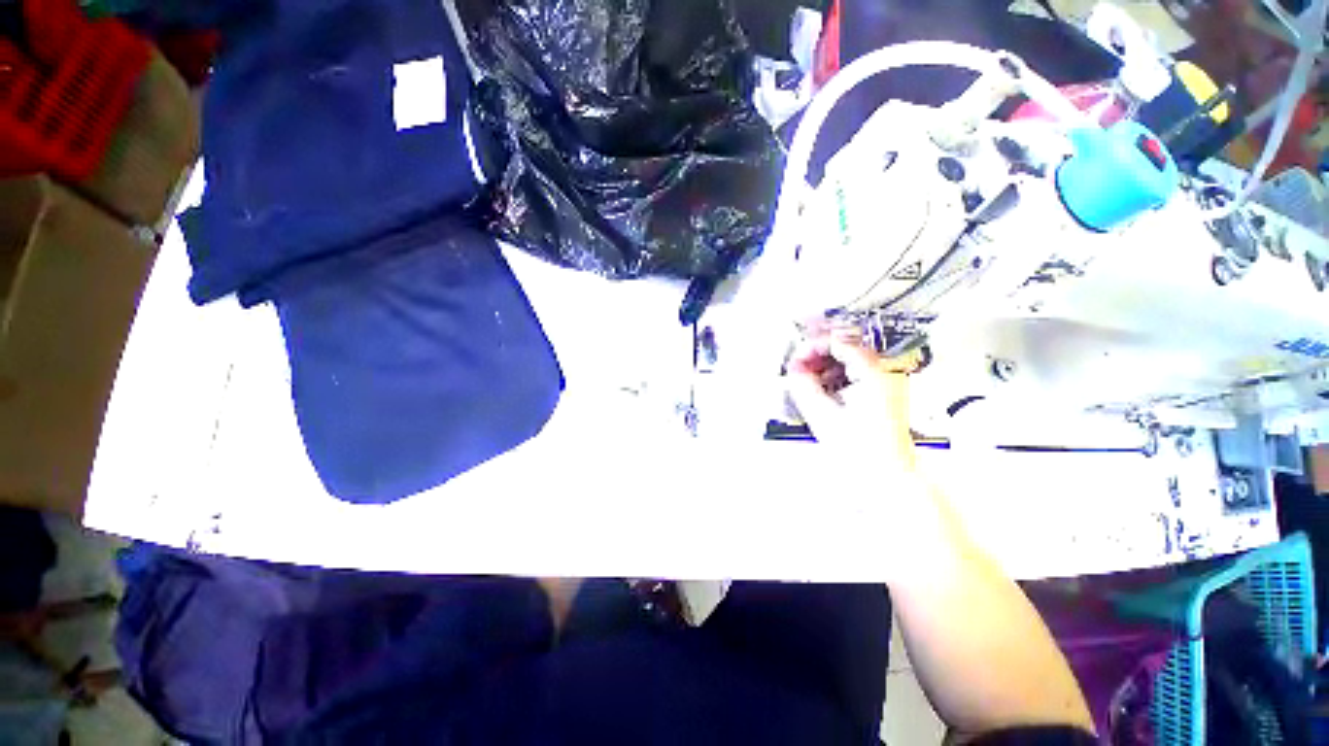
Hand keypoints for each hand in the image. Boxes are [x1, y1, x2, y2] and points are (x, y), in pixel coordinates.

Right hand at [785, 330, 918, 464]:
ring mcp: (887, 382)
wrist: (888, 476)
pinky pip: (856, 373)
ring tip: (806, 378)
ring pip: (850, 359)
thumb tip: (792, 368)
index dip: (812, 346)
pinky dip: (836, 376)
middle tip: (798, 367)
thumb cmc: (861, 451)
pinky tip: (823, 388)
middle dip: (818, 354)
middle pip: (846, 347)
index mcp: (874, 373)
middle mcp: (885, 372)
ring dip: (825, 365)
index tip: (795, 357)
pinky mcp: (884, 393)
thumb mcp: (823, 415)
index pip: (839, 343)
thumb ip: (803, 386)